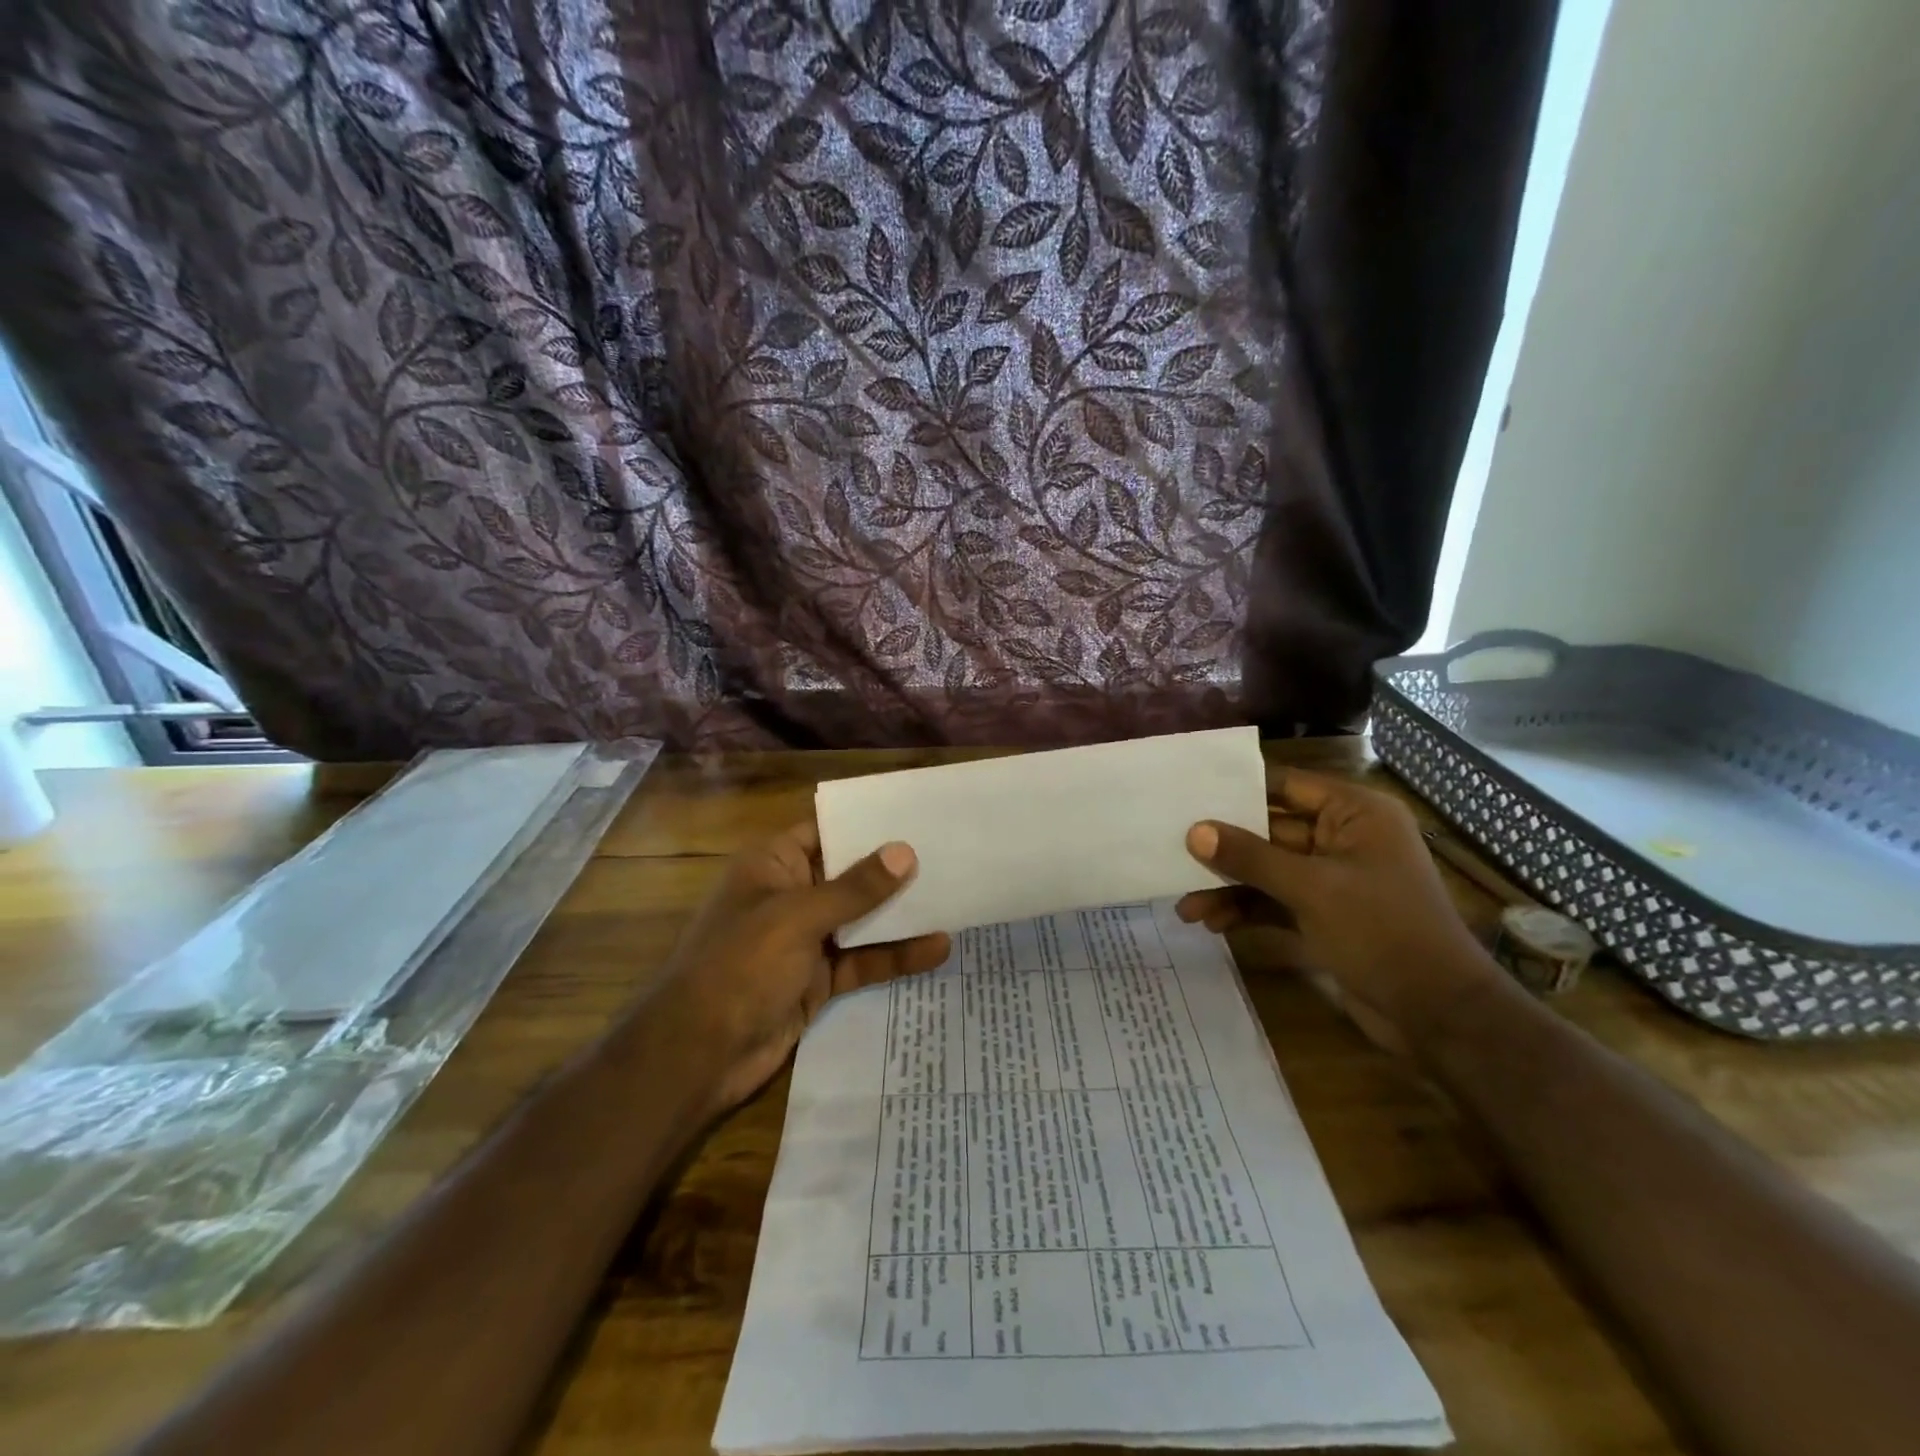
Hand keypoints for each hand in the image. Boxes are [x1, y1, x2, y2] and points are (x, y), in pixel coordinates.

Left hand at [660, 822, 949, 1112]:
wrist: (699, 1055)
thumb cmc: (740, 966)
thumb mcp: (798, 918)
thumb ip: (855, 889)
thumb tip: (904, 852)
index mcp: (773, 865)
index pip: (826, 831)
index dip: (867, 823)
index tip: (917, 815)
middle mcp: (790, 895)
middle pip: (849, 875)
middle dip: (893, 870)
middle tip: (949, 855)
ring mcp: (805, 939)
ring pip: (861, 919)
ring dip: (901, 915)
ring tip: (954, 899)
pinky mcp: (818, 979)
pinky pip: (863, 959)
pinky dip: (895, 955)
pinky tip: (937, 949)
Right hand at [1177, 771, 1505, 1048]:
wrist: (1437, 1015)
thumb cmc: (1383, 932)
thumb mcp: (1312, 889)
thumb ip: (1251, 857)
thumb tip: (1195, 831)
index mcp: (1355, 814)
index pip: (1285, 785)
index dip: (1237, 788)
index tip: (1187, 792)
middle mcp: (1343, 839)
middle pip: (1269, 831)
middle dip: (1224, 849)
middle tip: (1173, 853)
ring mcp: (1332, 879)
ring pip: (1267, 871)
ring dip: (1229, 887)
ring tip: (1186, 907)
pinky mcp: (1324, 915)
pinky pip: (1274, 901)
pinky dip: (1246, 910)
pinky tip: (1213, 924)